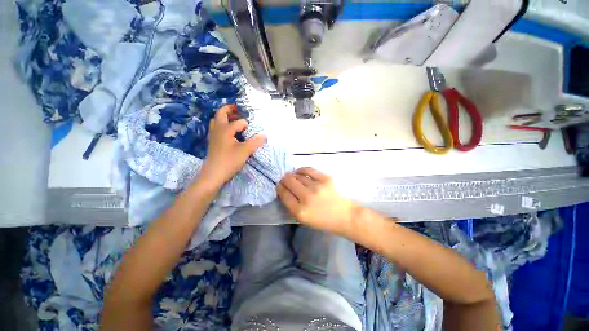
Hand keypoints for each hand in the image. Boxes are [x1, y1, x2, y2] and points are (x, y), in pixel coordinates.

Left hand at [199, 105, 266, 188]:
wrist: (213, 174)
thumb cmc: (229, 161)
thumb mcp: (245, 151)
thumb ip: (256, 142)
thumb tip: (265, 135)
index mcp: (225, 129)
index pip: (239, 122)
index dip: (247, 125)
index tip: (253, 131)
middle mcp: (217, 129)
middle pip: (221, 113)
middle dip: (230, 109)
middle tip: (239, 109)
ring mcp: (213, 136)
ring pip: (217, 121)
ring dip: (225, 117)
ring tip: (234, 120)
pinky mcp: (213, 143)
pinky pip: (216, 129)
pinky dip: (222, 126)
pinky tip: (230, 134)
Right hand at [277, 167, 357, 234]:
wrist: (344, 215)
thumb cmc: (322, 220)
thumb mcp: (303, 219)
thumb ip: (291, 205)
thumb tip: (284, 189)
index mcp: (300, 211)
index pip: (283, 194)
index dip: (279, 187)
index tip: (279, 185)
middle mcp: (307, 197)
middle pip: (289, 181)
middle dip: (284, 179)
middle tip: (285, 179)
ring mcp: (316, 187)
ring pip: (297, 175)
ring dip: (293, 175)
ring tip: (293, 176)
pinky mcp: (325, 179)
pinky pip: (308, 170)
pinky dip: (302, 170)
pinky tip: (300, 171)